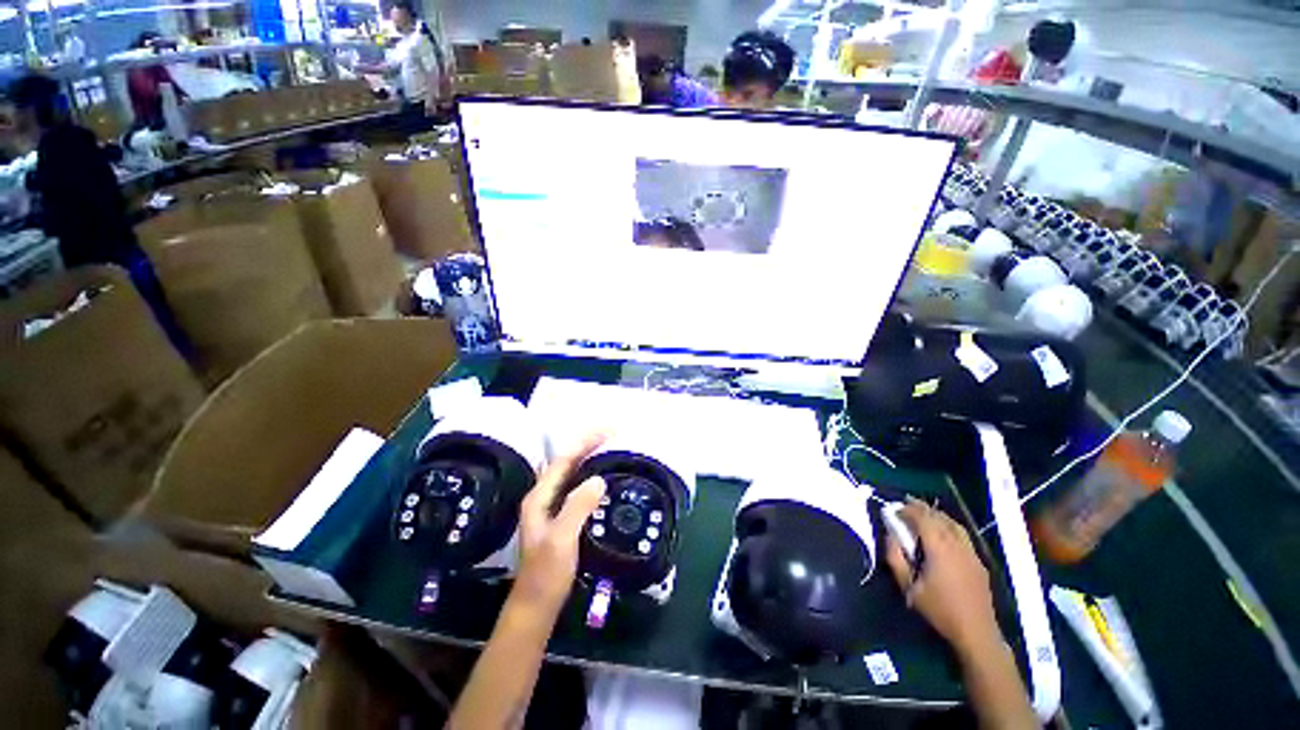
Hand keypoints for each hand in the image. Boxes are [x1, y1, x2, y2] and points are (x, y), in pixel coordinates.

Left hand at [510, 433, 607, 620]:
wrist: (536, 607)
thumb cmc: (546, 574)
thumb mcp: (561, 539)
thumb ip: (578, 506)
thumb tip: (599, 479)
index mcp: (539, 497)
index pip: (564, 459)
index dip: (585, 442)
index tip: (608, 431)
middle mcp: (543, 497)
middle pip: (567, 462)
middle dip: (588, 445)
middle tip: (612, 435)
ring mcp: (551, 508)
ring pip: (571, 473)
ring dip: (589, 457)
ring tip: (609, 448)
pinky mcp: (560, 518)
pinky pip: (576, 487)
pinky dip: (589, 475)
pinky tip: (602, 478)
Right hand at [885, 498, 1001, 656]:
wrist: (976, 632)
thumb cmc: (939, 610)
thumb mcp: (908, 587)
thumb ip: (896, 558)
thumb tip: (890, 535)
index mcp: (939, 548)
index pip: (923, 518)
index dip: (908, 510)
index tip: (894, 509)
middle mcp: (957, 545)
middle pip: (939, 517)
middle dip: (921, 508)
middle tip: (906, 505)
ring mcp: (972, 552)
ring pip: (954, 524)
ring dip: (937, 515)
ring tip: (924, 514)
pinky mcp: (979, 561)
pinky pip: (963, 535)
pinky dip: (949, 526)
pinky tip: (943, 532)